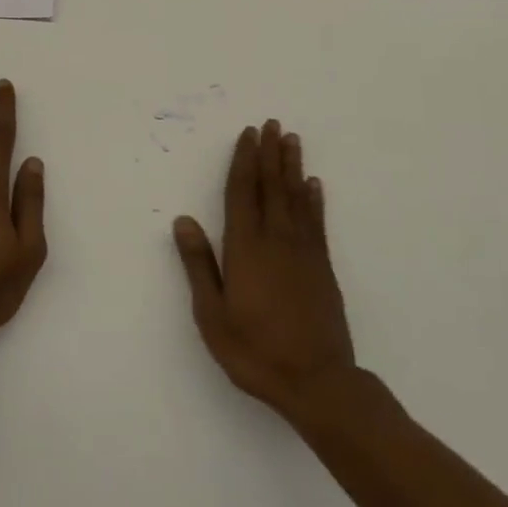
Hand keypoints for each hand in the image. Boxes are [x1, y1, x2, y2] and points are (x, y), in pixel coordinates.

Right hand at [173, 121, 356, 420]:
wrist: (316, 382)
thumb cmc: (255, 351)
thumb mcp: (212, 315)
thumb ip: (199, 264)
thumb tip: (184, 220)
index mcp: (245, 247)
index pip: (243, 192)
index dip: (244, 161)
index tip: (248, 134)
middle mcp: (276, 239)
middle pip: (271, 186)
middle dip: (269, 153)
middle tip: (271, 124)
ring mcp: (303, 251)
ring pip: (296, 197)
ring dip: (292, 166)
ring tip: (292, 140)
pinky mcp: (323, 266)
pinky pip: (317, 222)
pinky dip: (315, 199)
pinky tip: (315, 184)